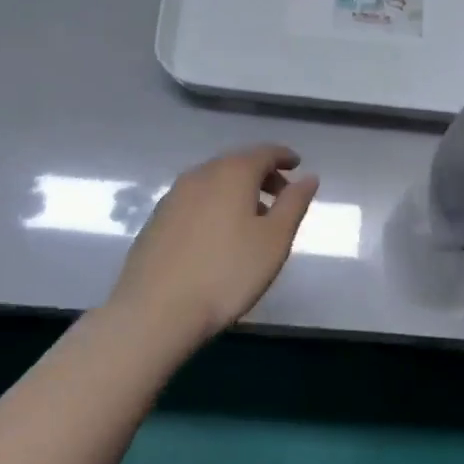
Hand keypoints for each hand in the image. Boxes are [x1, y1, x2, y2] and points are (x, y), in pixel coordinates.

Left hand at [110, 145, 318, 346]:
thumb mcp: (274, 240)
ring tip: (253, 219)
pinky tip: (219, 234)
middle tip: (281, 196)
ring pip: (214, 182)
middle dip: (262, 175)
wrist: (155, 311)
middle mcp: (200, 175)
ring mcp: (173, 196)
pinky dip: (215, 204)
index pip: (264, 152)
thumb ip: (294, 204)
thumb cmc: (227, 273)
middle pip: (237, 164)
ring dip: (237, 191)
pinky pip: (195, 200)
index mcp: (232, 173)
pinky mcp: (156, 220)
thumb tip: (308, 177)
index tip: (297, 165)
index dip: (284, 157)